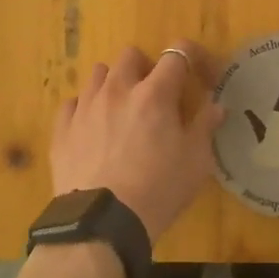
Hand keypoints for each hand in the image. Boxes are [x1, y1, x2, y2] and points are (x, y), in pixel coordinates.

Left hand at [52, 42, 225, 241]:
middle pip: (131, 55)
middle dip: (146, 68)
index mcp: (154, 93)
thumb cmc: (158, 190)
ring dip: (115, 84)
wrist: (102, 223)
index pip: (177, 54)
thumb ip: (205, 127)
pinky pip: (72, 103)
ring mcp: (85, 107)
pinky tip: (93, 129)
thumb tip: (217, 107)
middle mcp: (118, 90)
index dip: (194, 58)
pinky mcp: (62, 129)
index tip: (203, 76)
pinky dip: (85, 109)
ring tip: (122, 110)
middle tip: (156, 95)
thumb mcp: (195, 162)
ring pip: (99, 74)